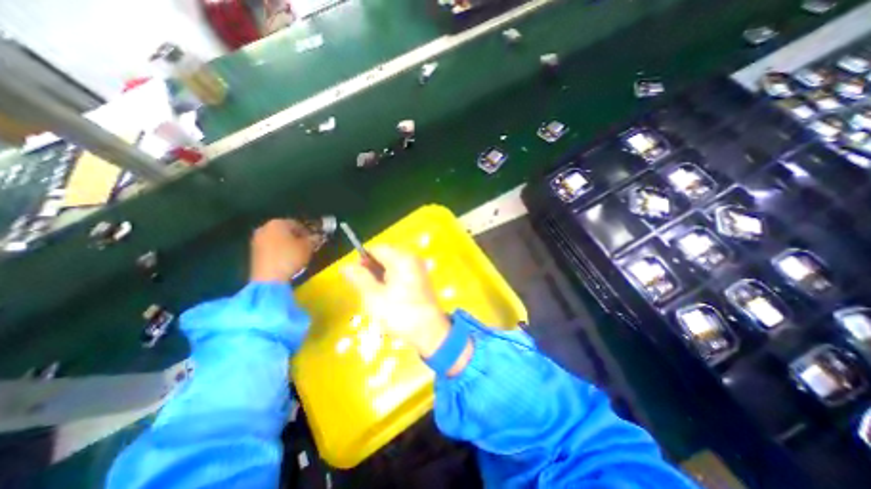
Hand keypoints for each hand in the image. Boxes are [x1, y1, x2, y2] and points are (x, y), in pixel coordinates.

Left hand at [249, 218, 315, 282]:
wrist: (269, 278)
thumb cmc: (290, 257)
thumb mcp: (308, 247)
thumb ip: (313, 239)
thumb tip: (317, 237)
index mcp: (278, 223)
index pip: (297, 224)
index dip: (308, 232)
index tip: (314, 240)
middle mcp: (265, 228)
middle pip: (285, 231)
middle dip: (296, 237)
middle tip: (306, 246)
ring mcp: (256, 240)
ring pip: (277, 239)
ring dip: (287, 245)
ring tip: (297, 254)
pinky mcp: (253, 252)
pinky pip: (270, 248)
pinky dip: (279, 251)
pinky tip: (286, 259)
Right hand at [342, 249, 452, 359]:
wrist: (430, 332)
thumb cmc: (399, 313)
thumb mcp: (374, 296)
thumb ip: (359, 278)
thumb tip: (346, 266)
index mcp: (402, 259)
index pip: (377, 249)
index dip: (363, 259)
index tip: (354, 275)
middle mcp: (412, 260)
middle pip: (386, 256)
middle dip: (372, 269)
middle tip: (364, 289)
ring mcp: (418, 270)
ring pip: (392, 267)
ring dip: (380, 277)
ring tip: (374, 296)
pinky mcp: (421, 281)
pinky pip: (401, 274)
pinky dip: (390, 282)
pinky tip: (386, 297)